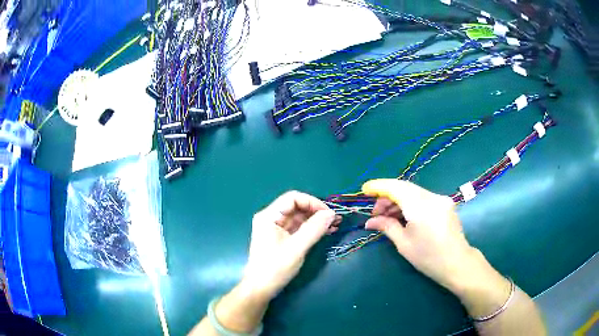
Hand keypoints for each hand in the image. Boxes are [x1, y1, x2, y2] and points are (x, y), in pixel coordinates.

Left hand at [243, 191, 338, 299]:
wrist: (261, 288)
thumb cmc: (275, 268)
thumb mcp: (297, 248)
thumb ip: (314, 229)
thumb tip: (332, 213)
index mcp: (269, 216)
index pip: (293, 198)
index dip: (312, 202)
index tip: (329, 213)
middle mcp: (271, 218)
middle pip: (296, 207)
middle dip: (316, 211)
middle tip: (336, 219)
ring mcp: (276, 228)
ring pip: (299, 217)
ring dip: (316, 220)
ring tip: (335, 225)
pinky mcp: (281, 238)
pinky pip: (298, 228)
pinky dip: (312, 228)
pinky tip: (326, 231)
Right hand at [361, 179, 488, 292]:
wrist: (457, 263)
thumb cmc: (428, 257)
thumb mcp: (404, 244)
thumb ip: (387, 226)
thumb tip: (370, 222)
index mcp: (420, 206)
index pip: (396, 187)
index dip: (379, 186)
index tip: (365, 189)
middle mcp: (432, 197)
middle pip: (404, 188)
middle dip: (387, 197)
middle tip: (375, 213)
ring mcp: (441, 199)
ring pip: (414, 192)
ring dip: (398, 201)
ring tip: (387, 217)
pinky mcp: (445, 204)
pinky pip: (423, 198)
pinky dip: (410, 204)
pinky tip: (403, 216)